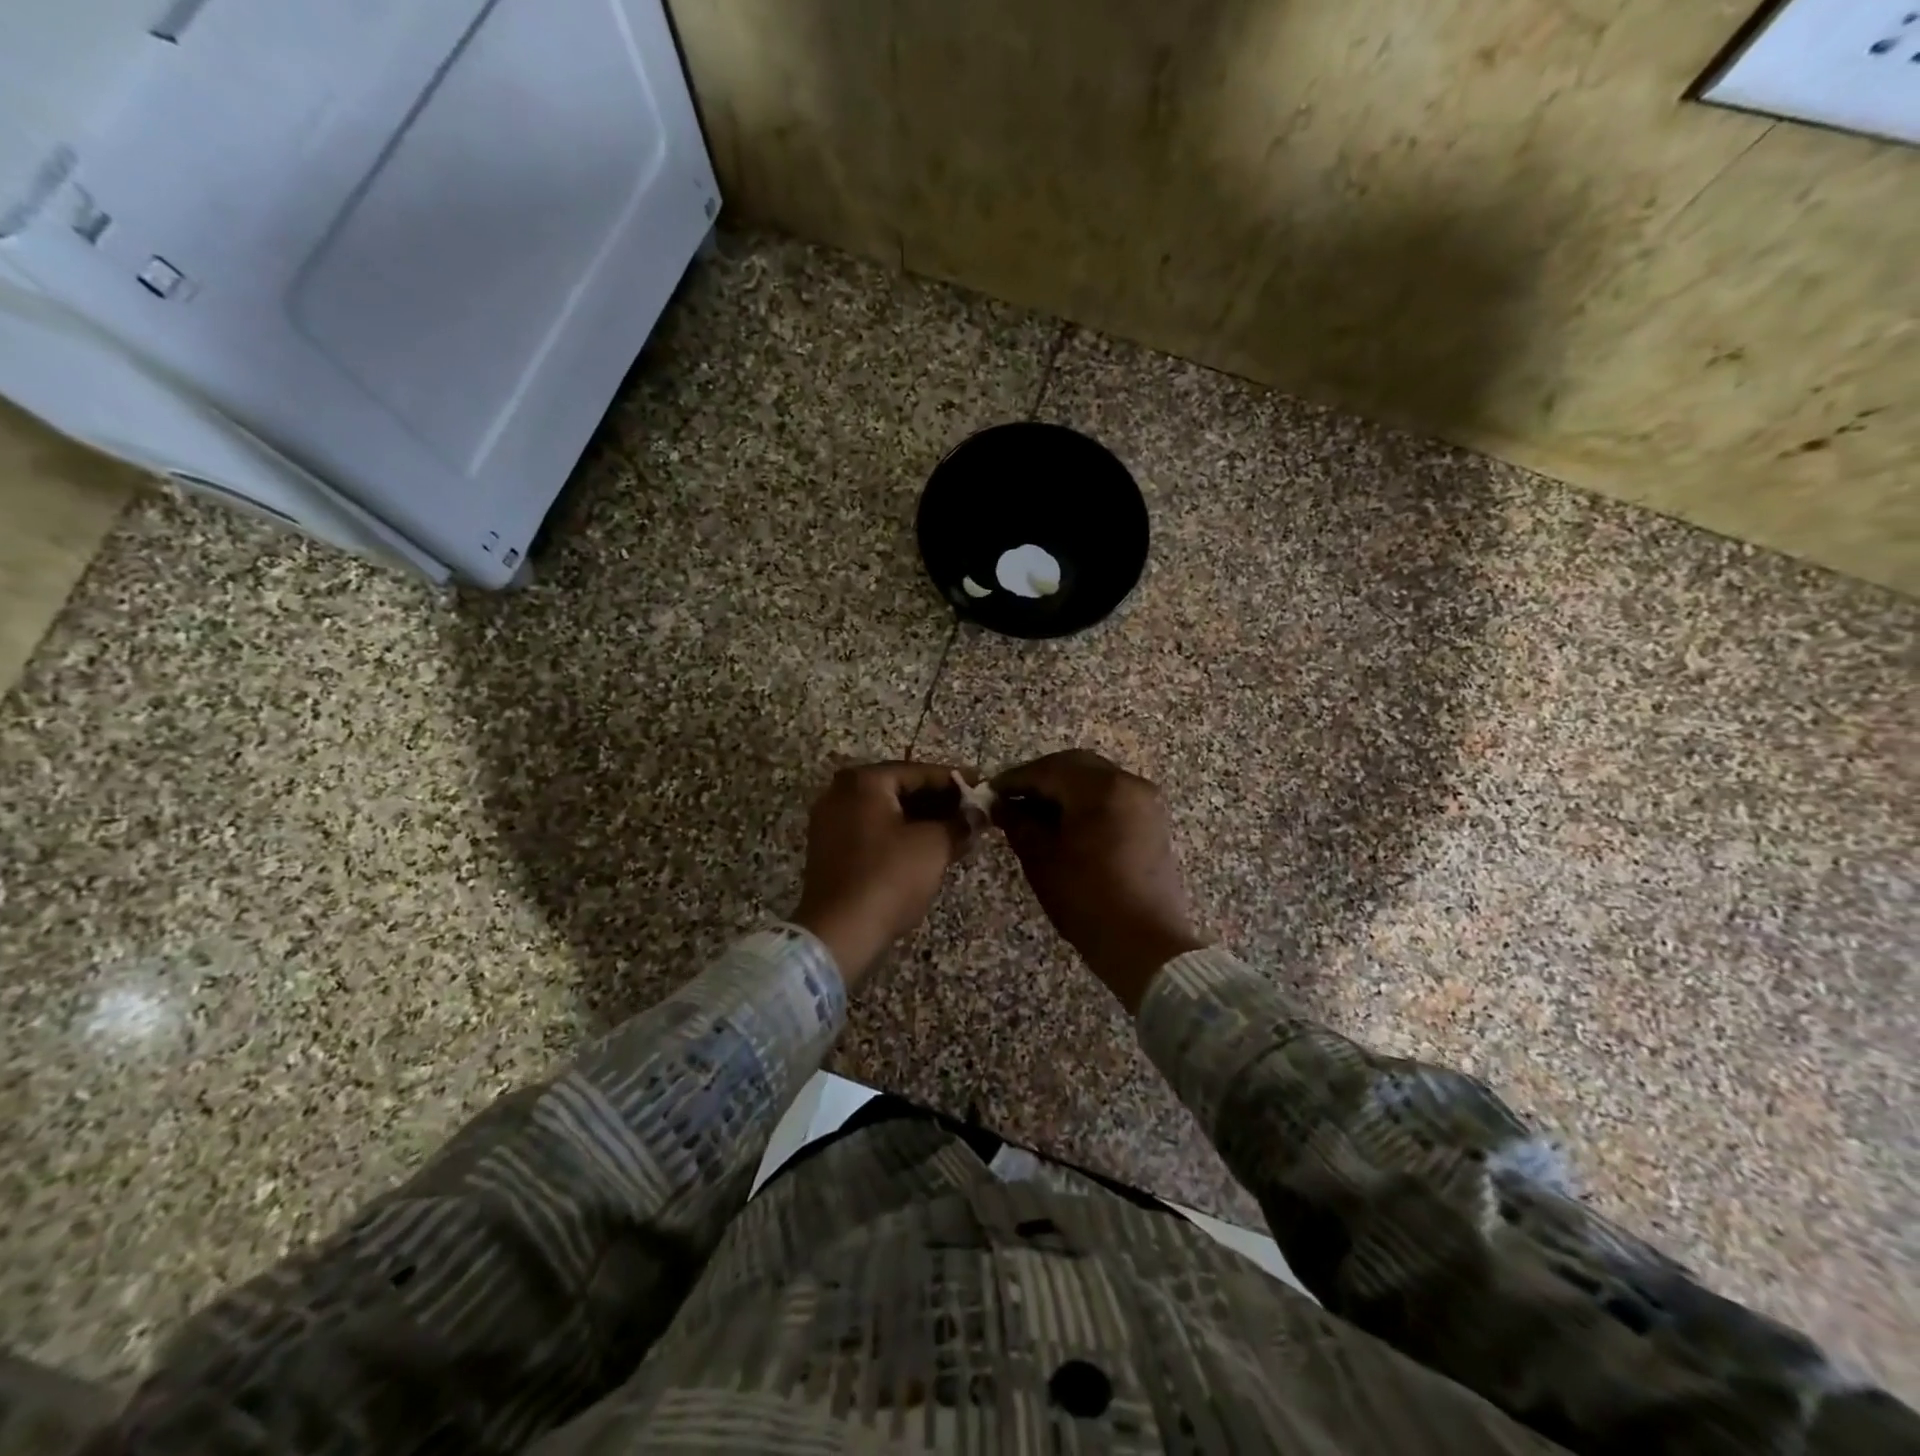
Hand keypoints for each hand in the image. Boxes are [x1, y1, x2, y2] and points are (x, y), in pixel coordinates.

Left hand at [791, 762, 973, 985]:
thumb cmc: (890, 877)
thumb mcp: (934, 845)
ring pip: (887, 812)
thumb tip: (978, 816)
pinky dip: (901, 836)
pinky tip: (930, 849)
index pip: (919, 771)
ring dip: (922, 820)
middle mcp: (841, 793)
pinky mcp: (830, 851)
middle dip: (939, 802)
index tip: (982, 785)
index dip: (955, 780)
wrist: (840, 932)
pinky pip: (873, 832)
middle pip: (900, 789)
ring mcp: (831, 823)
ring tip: (958, 831)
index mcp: (864, 782)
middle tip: (973, 811)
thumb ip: (959, 823)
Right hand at [991, 750, 1208, 1012]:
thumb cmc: (1087, 900)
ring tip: (1033, 813)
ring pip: (1095, 779)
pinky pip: (1112, 796)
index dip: (1014, 779)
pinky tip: (1063, 823)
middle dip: (1040, 778)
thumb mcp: (1042, 859)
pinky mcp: (1152, 820)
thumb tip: (1001, 805)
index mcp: (1100, 788)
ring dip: (1063, 789)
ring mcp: (1145, 801)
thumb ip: (1019, 823)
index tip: (989, 792)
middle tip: (1010, 799)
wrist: (1145, 943)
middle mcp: (1128, 783)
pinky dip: (1085, 801)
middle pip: (1074, 766)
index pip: (1047, 770)